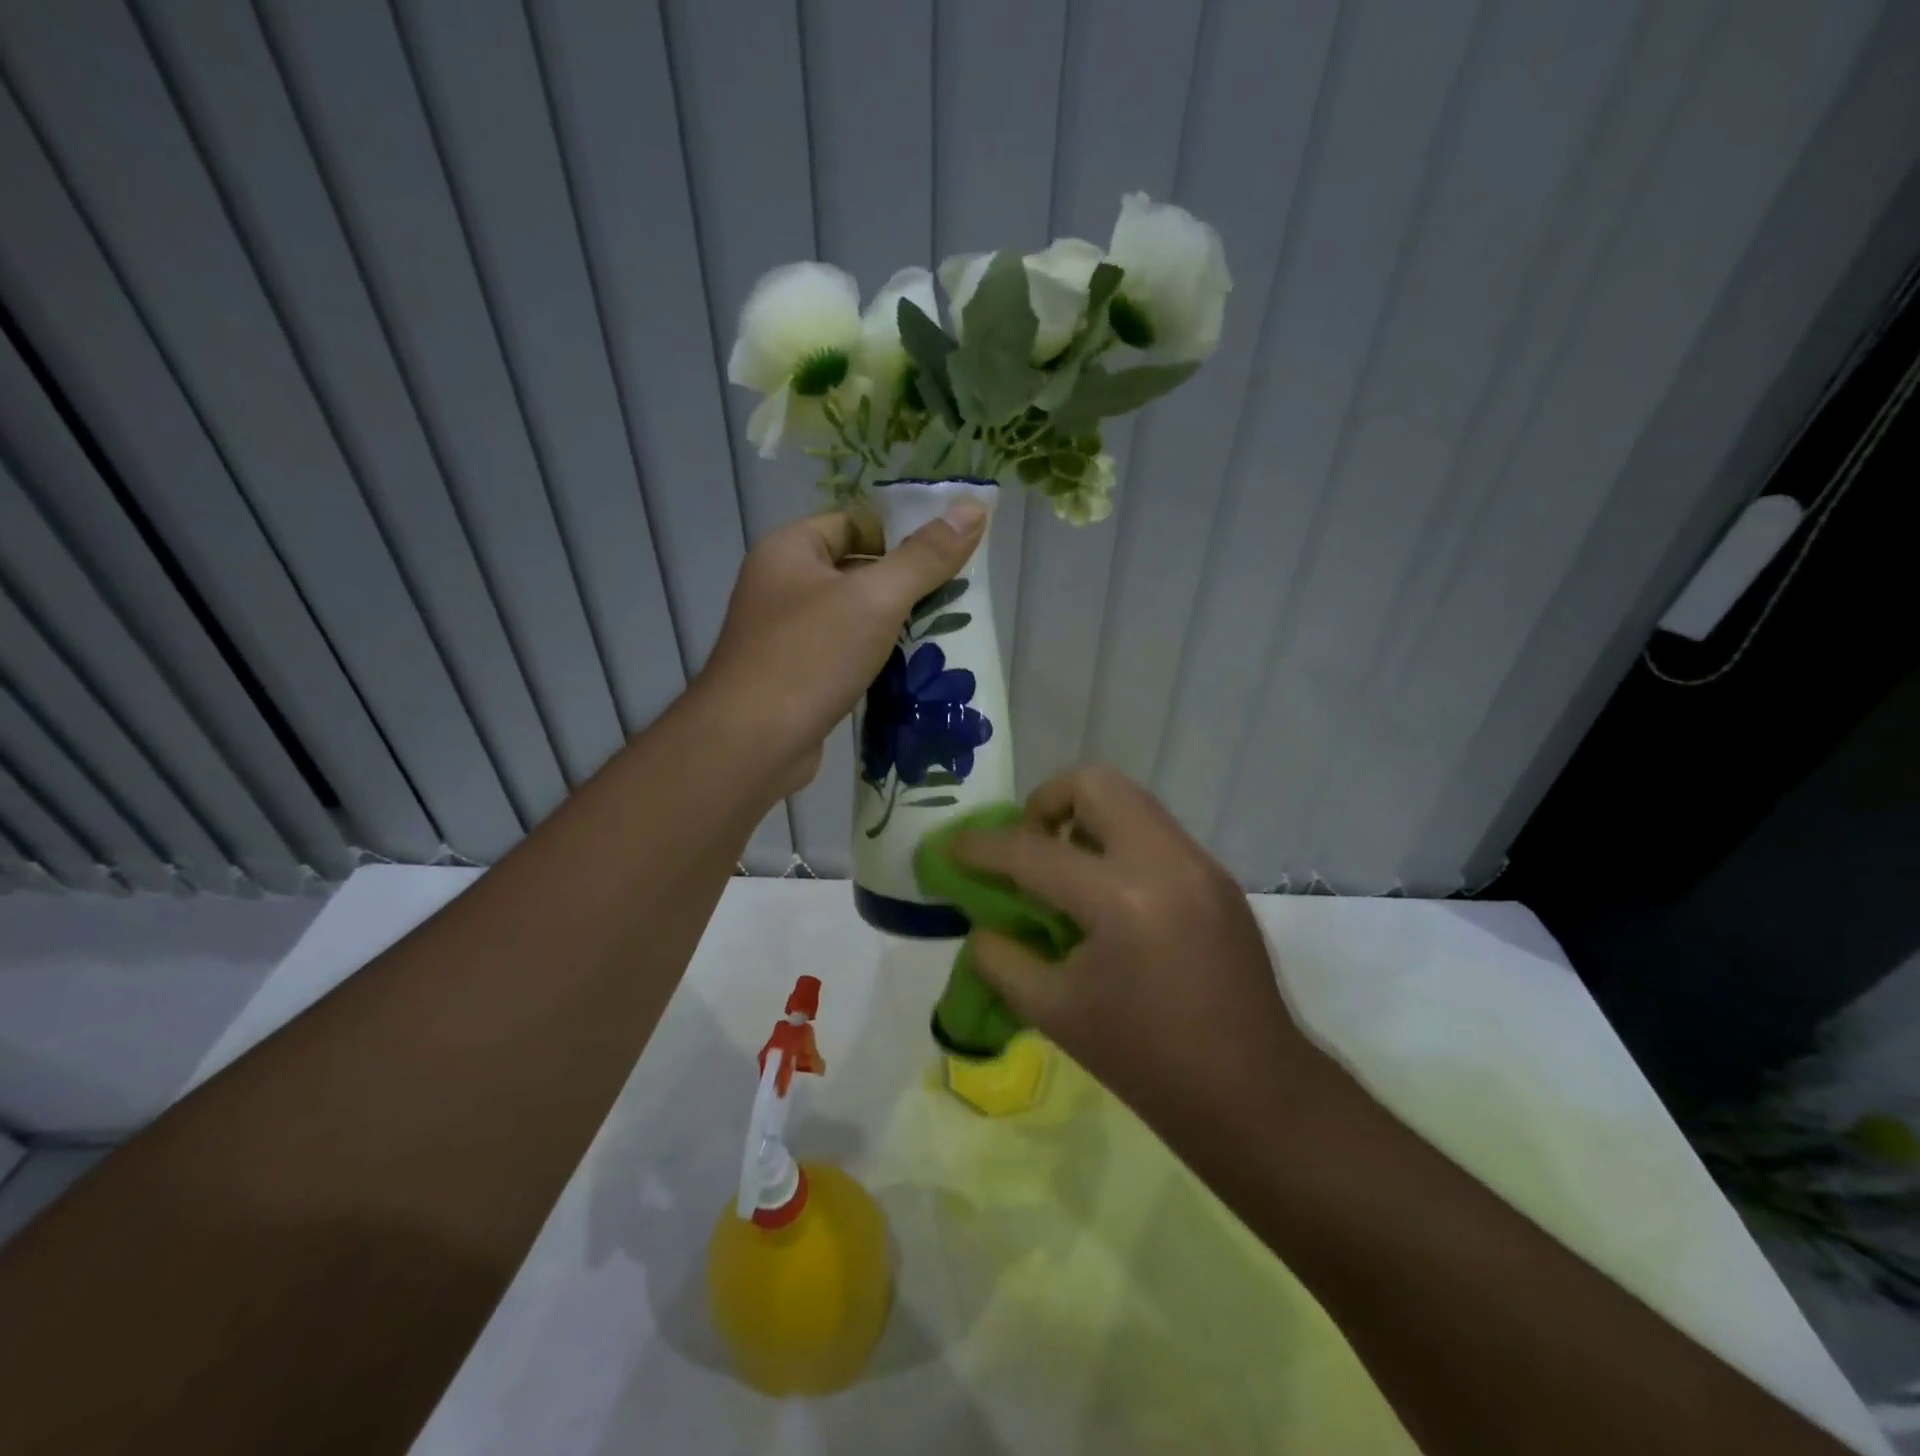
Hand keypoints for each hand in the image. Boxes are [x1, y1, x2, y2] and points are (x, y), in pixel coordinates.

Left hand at [699, 503, 986, 796]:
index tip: (948, 552)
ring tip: (946, 632)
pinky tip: (913, 671)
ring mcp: (786, 635)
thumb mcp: (875, 600)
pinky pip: (845, 654)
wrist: (751, 745)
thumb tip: (973, 506)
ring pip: (853, 617)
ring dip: (894, 626)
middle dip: (905, 584)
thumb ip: (924, 556)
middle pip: (856, 570)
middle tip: (957, 595)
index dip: (900, 533)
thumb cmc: (810, 658)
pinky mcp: (797, 677)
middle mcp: (782, 586)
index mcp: (790, 550)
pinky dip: (876, 659)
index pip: (853, 523)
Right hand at [952, 766, 1327, 1140]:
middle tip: (1028, 848)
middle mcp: (1165, 861)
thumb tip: (984, 926)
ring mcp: (1200, 863)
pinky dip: (1118, 843)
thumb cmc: (1147, 1062)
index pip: (1033, 851)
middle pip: (1093, 784)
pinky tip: (1109, 897)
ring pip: (1130, 800)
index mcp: (1121, 899)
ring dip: (1085, 819)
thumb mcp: (1055, 1013)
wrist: (1254, 1094)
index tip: (952, 850)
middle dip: (1045, 803)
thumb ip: (1003, 959)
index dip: (981, 848)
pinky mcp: (1218, 877)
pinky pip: (1155, 832)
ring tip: (1066, 870)